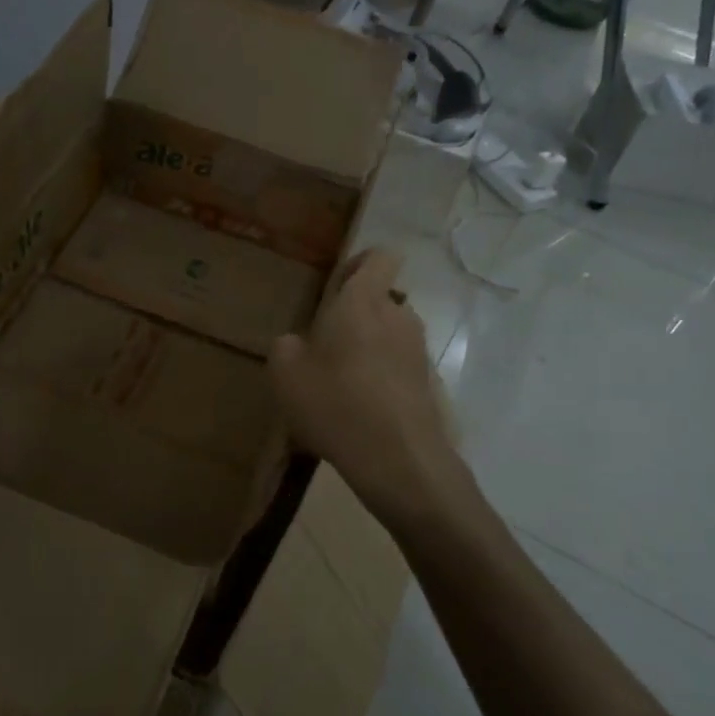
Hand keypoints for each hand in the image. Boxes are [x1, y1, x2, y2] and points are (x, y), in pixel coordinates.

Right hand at [269, 248, 461, 523]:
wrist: (397, 459)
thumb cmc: (335, 403)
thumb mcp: (285, 373)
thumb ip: (287, 346)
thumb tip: (299, 343)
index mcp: (363, 301)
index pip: (379, 256)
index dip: (360, 264)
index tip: (336, 289)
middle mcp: (398, 316)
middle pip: (381, 300)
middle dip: (356, 317)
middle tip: (326, 348)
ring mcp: (418, 350)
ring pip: (390, 335)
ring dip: (369, 350)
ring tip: (341, 386)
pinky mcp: (429, 383)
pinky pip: (399, 368)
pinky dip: (382, 380)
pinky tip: (361, 412)